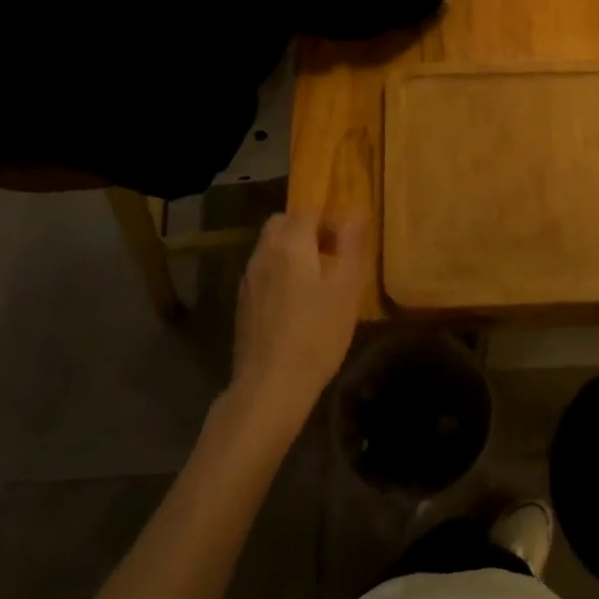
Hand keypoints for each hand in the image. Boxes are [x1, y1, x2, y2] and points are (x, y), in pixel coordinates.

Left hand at [230, 212, 369, 425]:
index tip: (346, 243)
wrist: (270, 387)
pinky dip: (280, 275)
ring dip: (293, 253)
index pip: (306, 212)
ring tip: (318, 283)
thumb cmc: (316, 335)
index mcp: (289, 246)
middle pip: (282, 225)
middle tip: (332, 257)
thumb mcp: (346, 290)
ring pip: (270, 249)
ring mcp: (248, 281)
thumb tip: (356, 214)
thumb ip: (351, 247)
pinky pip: (263, 273)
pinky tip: (297, 306)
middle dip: (307, 231)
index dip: (328, 220)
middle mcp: (262, 255)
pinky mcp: (243, 305)